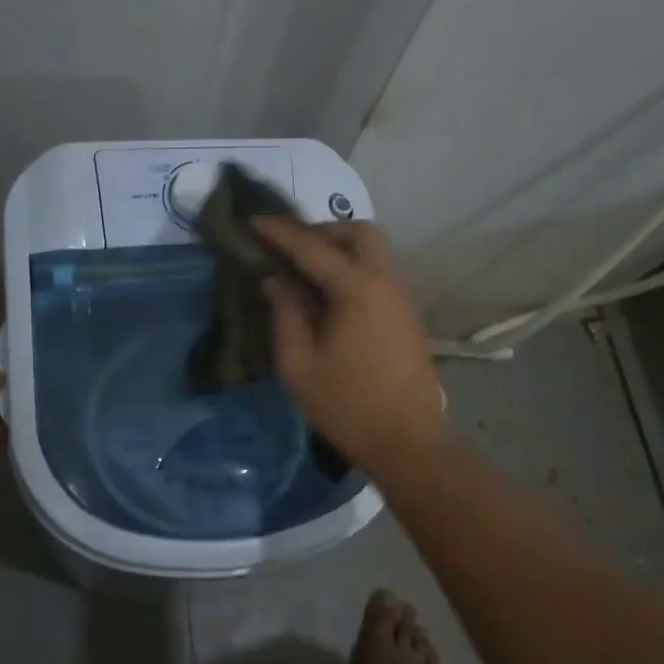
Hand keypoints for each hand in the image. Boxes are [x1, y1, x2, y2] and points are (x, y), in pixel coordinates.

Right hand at [253, 217, 444, 477]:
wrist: (408, 442)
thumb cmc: (347, 406)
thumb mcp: (299, 365)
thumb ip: (285, 314)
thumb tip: (276, 280)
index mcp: (357, 290)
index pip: (313, 248)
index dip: (280, 233)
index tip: (254, 221)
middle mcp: (386, 282)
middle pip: (359, 233)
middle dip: (322, 232)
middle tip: (291, 251)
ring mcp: (402, 297)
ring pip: (375, 251)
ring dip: (341, 250)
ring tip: (307, 273)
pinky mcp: (408, 315)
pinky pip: (380, 273)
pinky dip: (354, 268)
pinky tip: (331, 296)